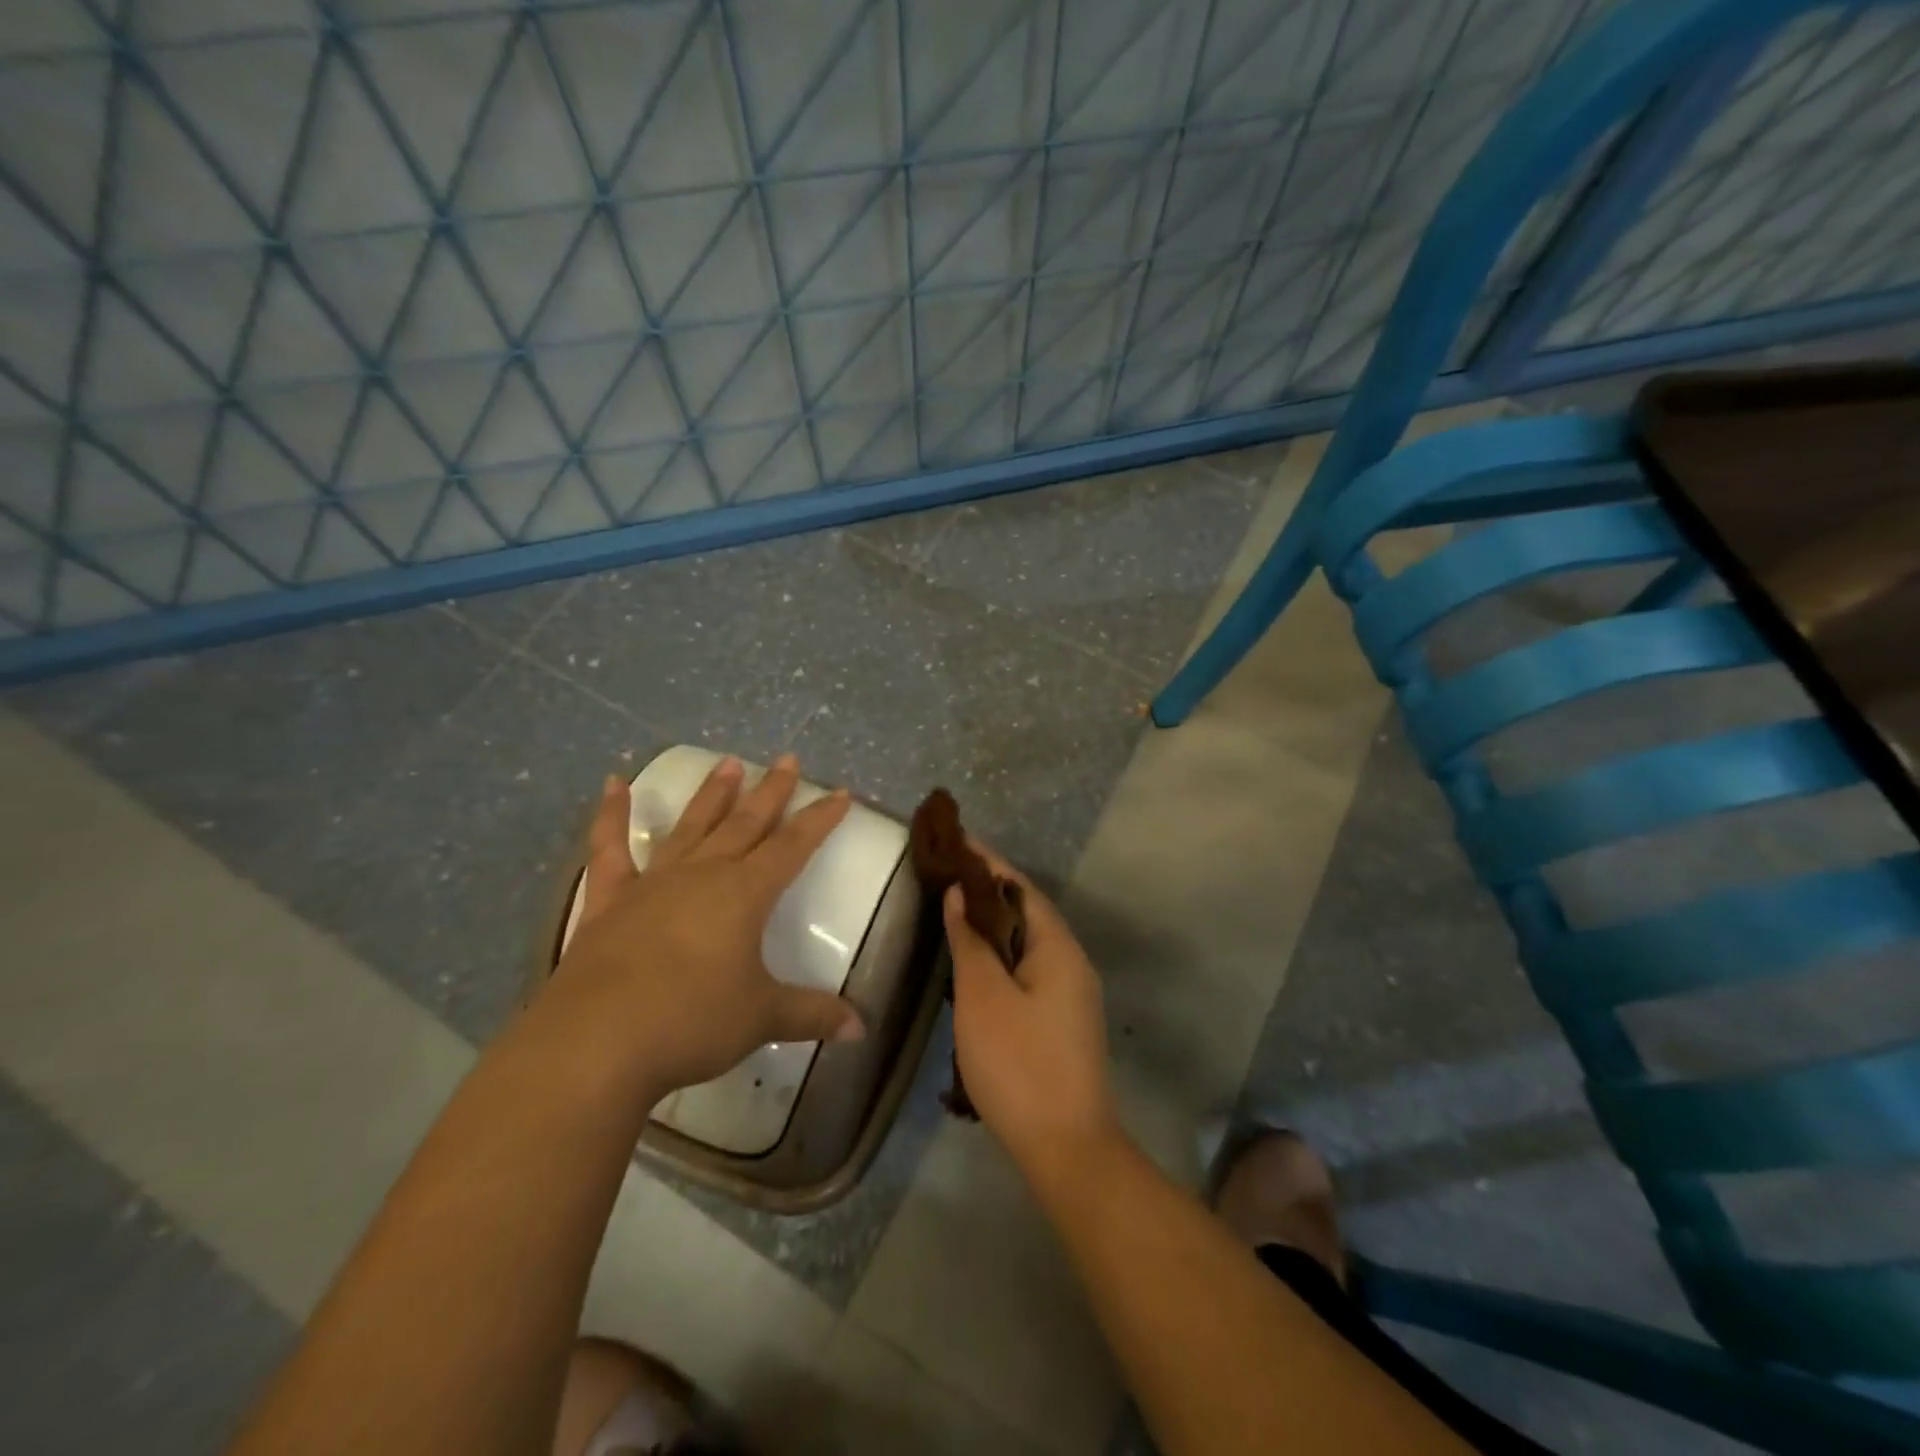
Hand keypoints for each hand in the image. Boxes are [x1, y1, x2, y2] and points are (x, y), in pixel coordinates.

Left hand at [539, 753, 864, 1101]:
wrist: (595, 1044)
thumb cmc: (691, 1022)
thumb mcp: (761, 1019)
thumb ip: (812, 1014)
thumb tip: (861, 1028)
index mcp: (745, 894)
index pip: (793, 846)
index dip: (819, 819)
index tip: (839, 792)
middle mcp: (703, 875)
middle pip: (745, 823)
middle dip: (771, 791)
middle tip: (787, 759)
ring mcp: (653, 884)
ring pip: (691, 827)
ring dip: (711, 794)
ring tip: (728, 762)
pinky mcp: (608, 902)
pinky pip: (610, 850)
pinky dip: (611, 815)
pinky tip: (612, 783)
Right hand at [946, 848, 1117, 1171]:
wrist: (1067, 1147)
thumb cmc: (1019, 1063)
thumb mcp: (982, 996)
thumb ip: (969, 940)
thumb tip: (958, 894)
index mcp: (1058, 947)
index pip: (1019, 886)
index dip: (987, 861)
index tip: (955, 840)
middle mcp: (1072, 962)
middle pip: (1026, 911)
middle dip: (987, 889)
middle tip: (946, 873)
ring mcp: (1071, 993)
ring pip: (1026, 942)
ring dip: (992, 923)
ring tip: (953, 909)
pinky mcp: (1062, 1020)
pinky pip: (1028, 968)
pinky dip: (1000, 954)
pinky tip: (974, 963)